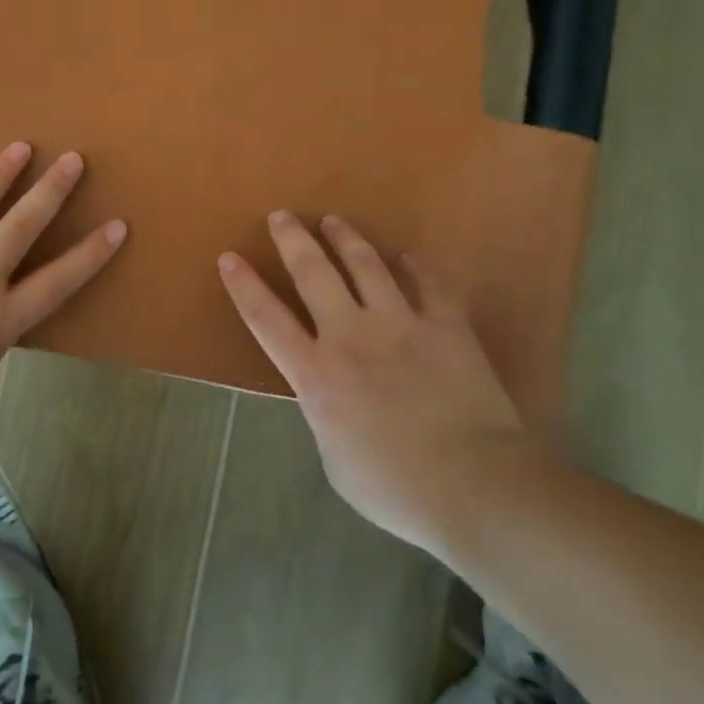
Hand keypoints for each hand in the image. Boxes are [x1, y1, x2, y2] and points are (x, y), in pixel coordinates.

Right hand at [217, 211, 530, 559]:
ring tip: (333, 221)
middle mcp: (350, 335)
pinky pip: (428, 283)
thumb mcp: (335, 459)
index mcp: (317, 374)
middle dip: (292, 240)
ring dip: (345, 238)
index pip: (267, 319)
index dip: (244, 286)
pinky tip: (408, 257)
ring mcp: (400, 323)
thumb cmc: (395, 487)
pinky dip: (415, 267)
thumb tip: (329, 394)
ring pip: (365, 265)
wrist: (473, 484)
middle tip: (281, 216)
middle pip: (313, 273)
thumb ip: (325, 414)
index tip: (230, 257)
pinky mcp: (445, 324)